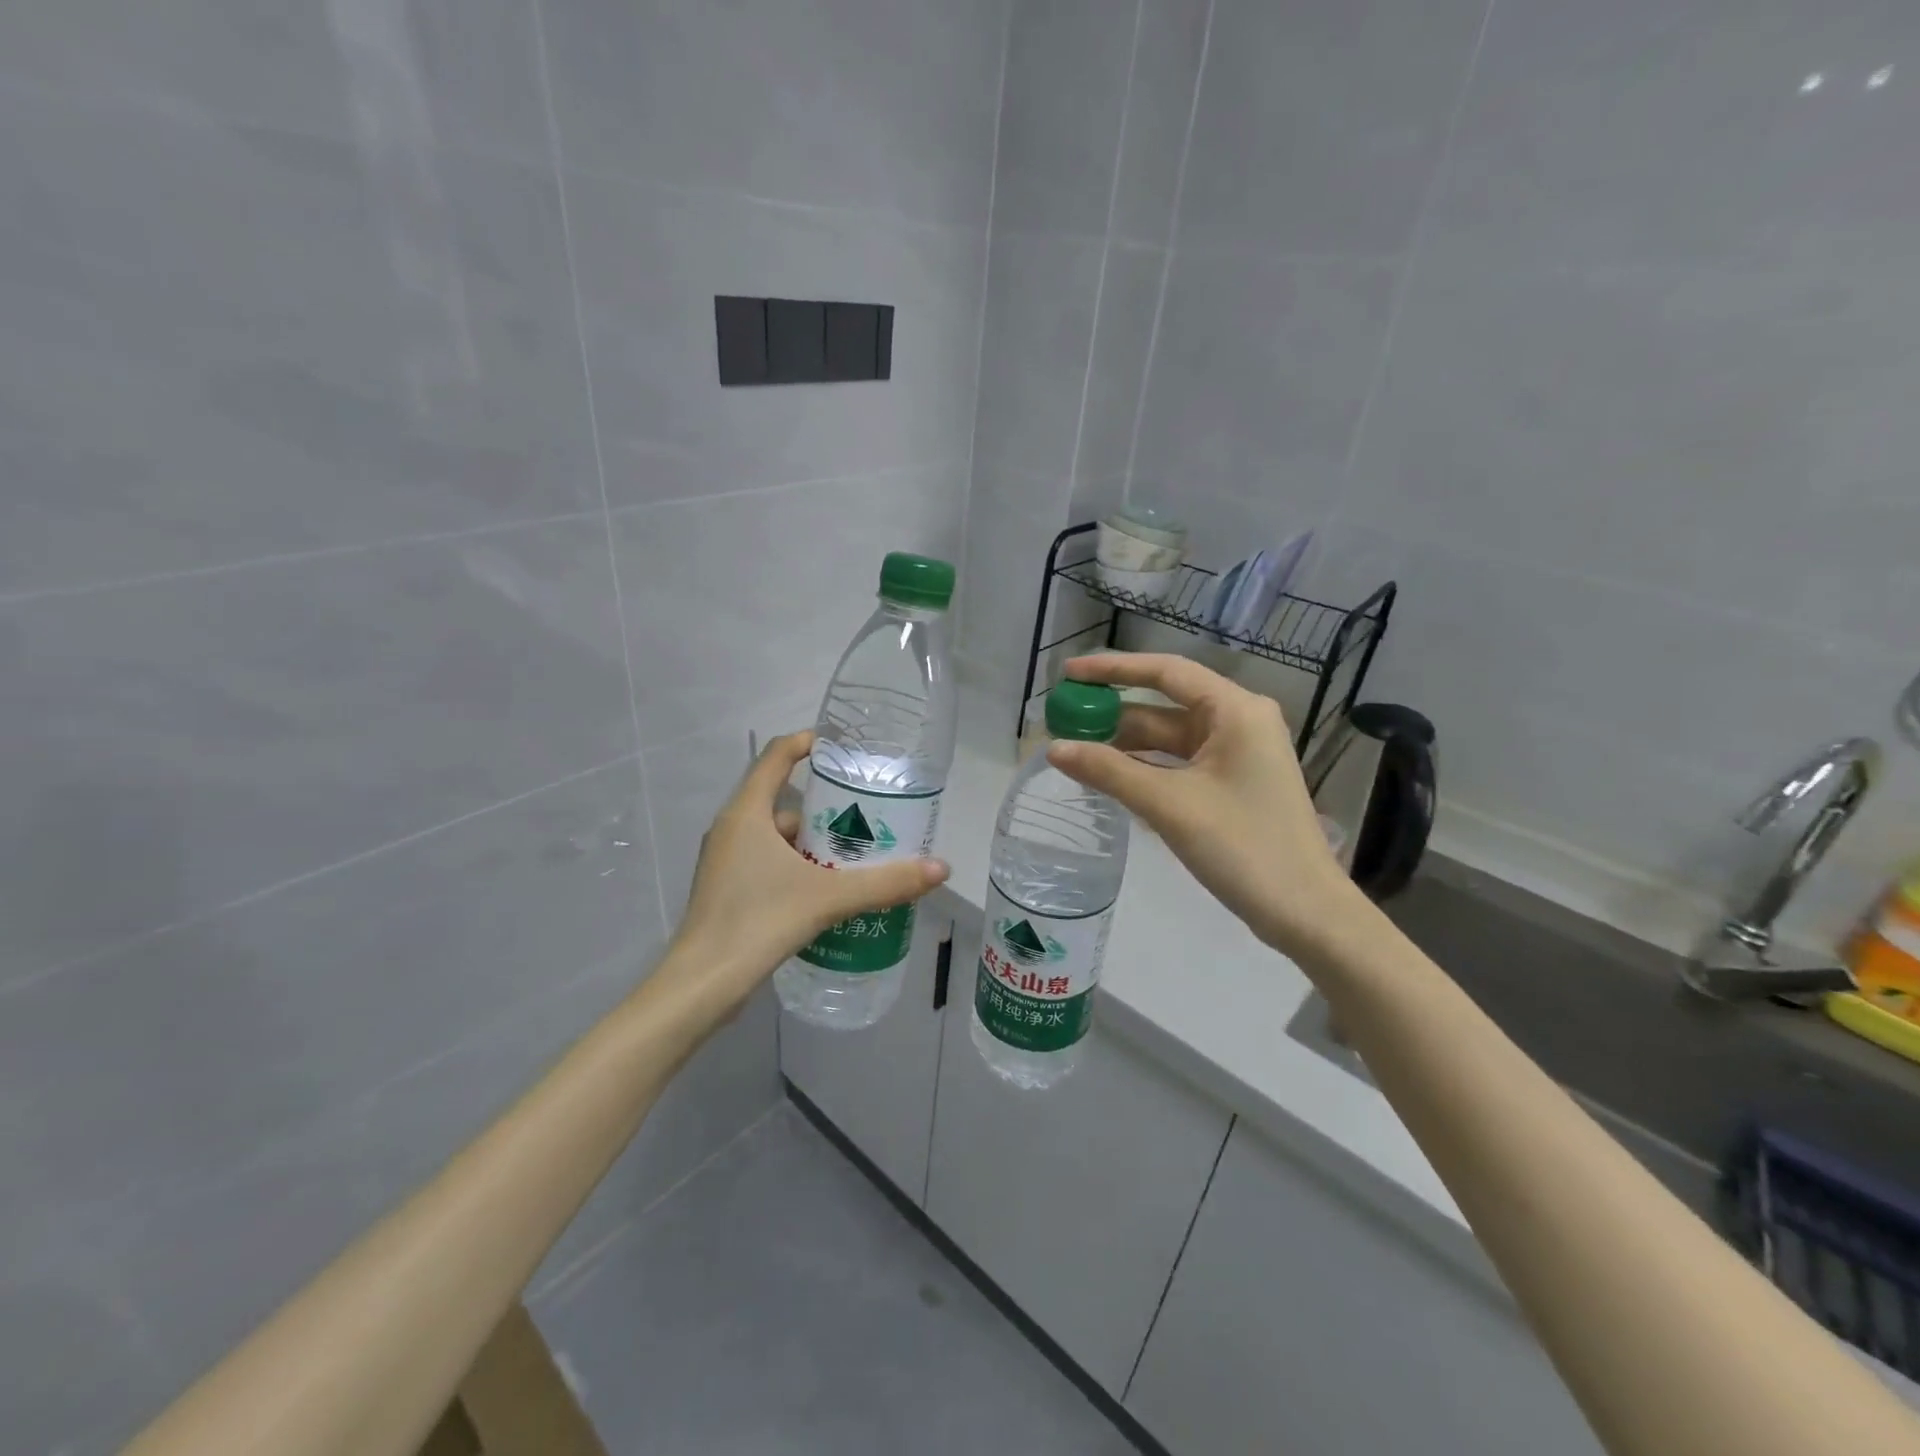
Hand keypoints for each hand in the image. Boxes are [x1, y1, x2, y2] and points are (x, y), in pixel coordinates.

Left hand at [668, 731, 949, 1012]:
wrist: (701, 985)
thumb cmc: (758, 921)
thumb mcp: (828, 897)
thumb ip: (885, 883)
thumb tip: (941, 867)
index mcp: (746, 813)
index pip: (776, 757)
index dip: (806, 743)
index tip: (842, 746)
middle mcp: (732, 829)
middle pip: (781, 800)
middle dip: (825, 804)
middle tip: (867, 810)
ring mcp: (726, 861)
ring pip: (776, 836)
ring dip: (813, 840)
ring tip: (856, 852)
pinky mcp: (728, 890)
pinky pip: (769, 861)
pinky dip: (798, 864)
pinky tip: (828, 887)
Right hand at [1045, 654, 1368, 960]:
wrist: (1304, 912)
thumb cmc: (1243, 847)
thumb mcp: (1169, 805)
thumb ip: (1109, 771)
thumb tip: (1053, 749)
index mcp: (1236, 711)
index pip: (1165, 672)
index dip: (1113, 669)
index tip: (1069, 674)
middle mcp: (1239, 721)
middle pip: (1164, 704)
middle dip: (1113, 712)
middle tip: (1063, 720)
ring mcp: (1238, 754)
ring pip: (1169, 737)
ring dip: (1125, 743)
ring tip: (1075, 749)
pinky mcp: (1232, 783)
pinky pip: (1179, 763)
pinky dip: (1145, 766)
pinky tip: (1109, 776)